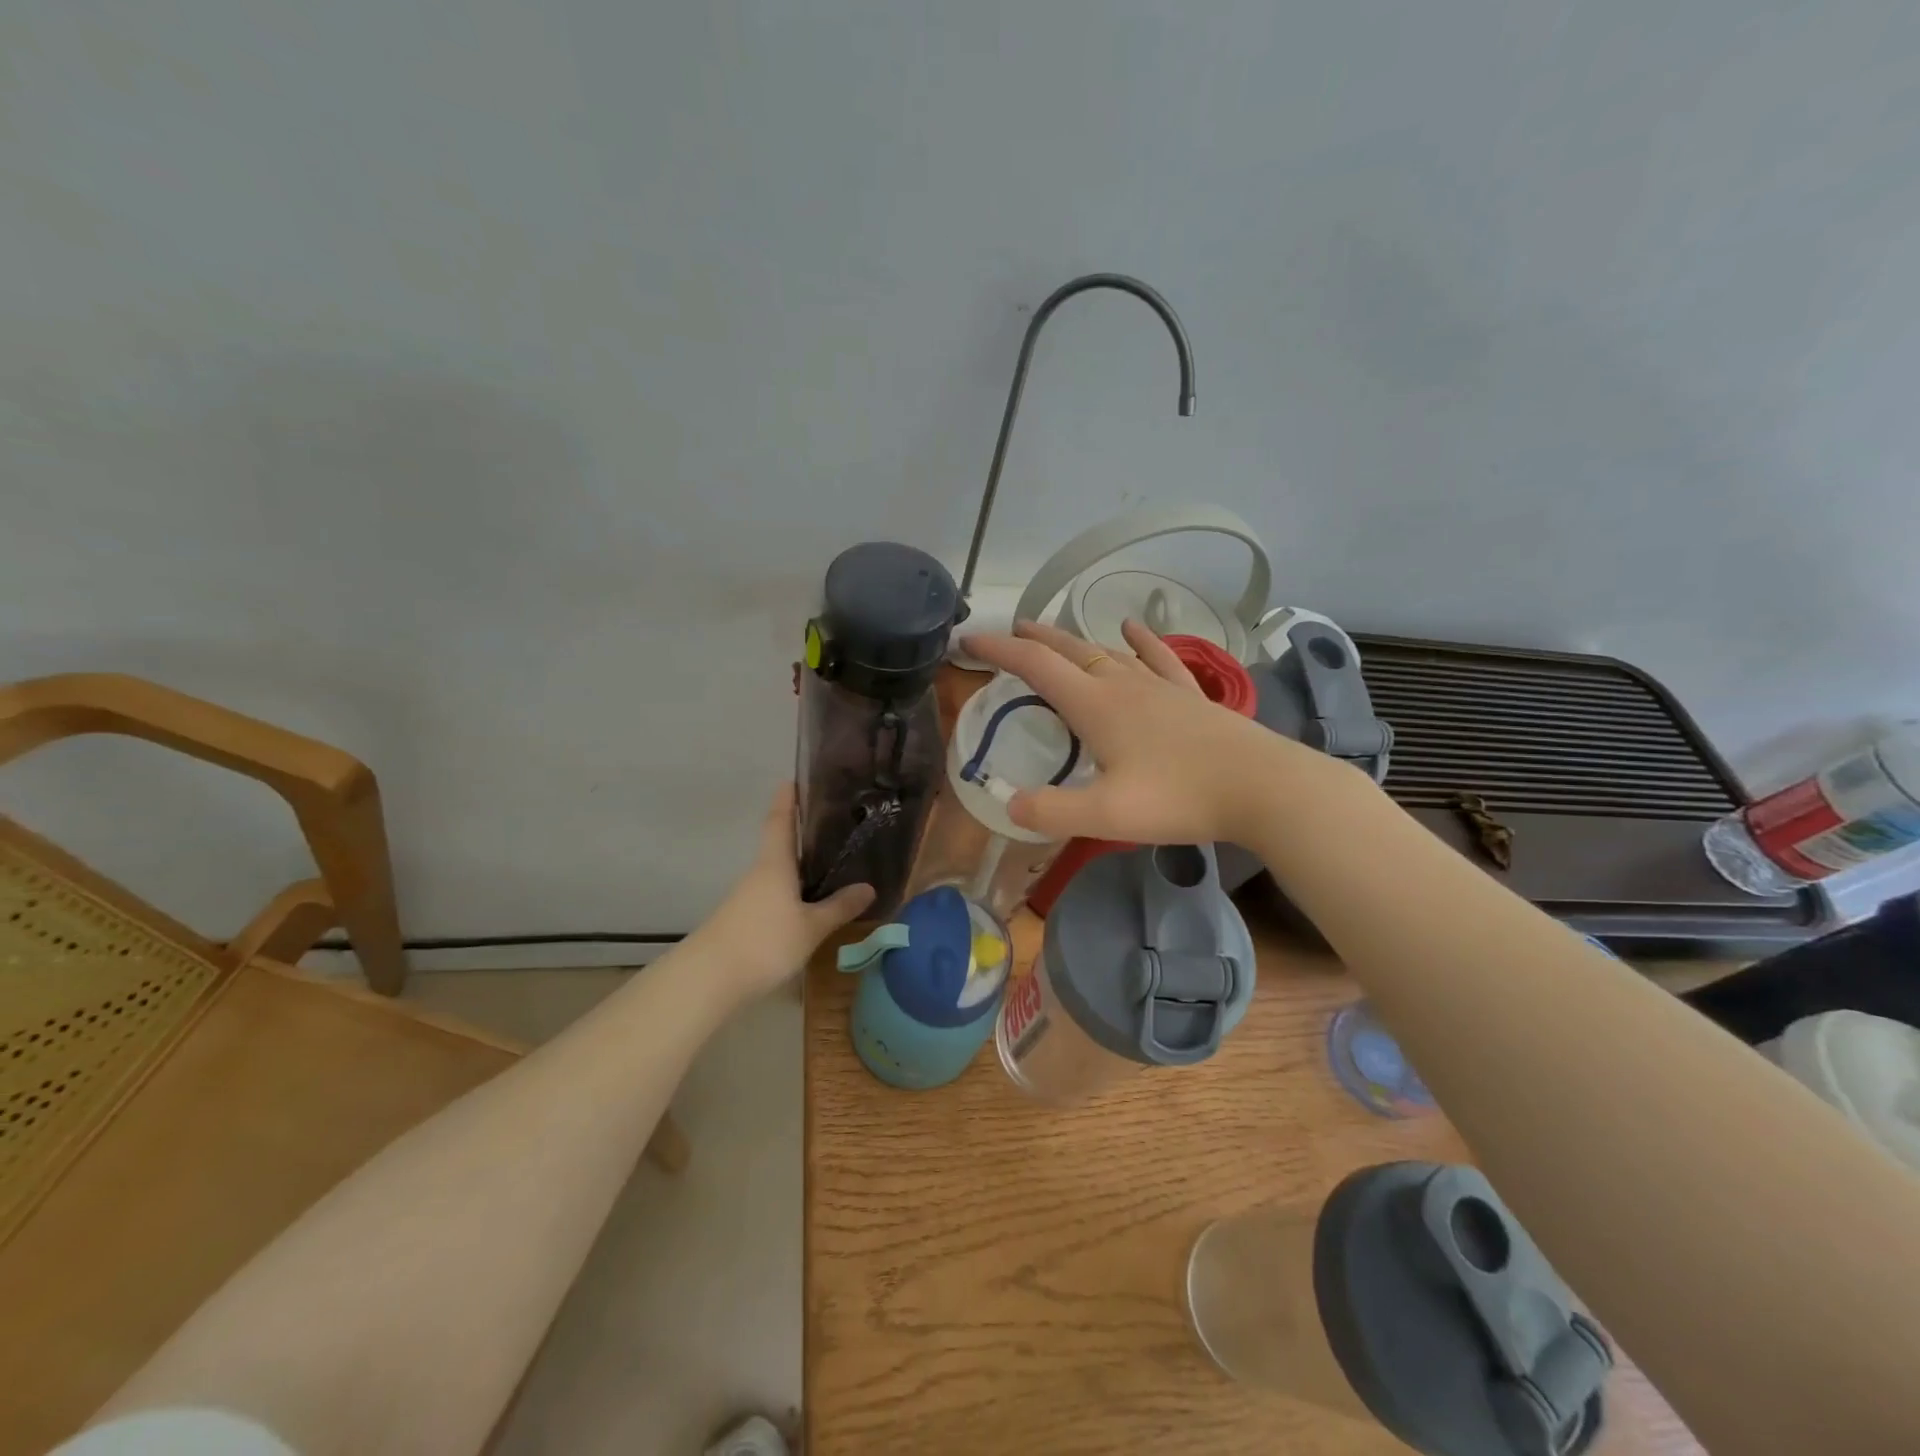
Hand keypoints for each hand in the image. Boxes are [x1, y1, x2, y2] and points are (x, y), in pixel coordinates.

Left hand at [694, 783, 873, 997]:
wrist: (708, 979)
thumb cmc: (764, 941)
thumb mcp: (811, 927)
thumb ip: (838, 907)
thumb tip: (868, 887)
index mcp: (774, 864)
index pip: (780, 821)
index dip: (787, 799)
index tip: (794, 779)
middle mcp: (759, 873)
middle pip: (778, 845)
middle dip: (799, 832)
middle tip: (830, 823)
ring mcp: (747, 897)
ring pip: (776, 872)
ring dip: (797, 865)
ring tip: (827, 862)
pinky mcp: (743, 919)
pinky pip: (772, 894)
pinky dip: (790, 890)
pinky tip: (807, 902)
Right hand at [959, 619, 1337, 846]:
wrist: (1261, 786)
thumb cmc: (1179, 797)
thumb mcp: (1106, 816)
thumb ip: (1052, 811)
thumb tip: (1010, 805)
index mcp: (1095, 705)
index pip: (1036, 667)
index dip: (999, 650)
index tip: (969, 641)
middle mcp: (1122, 685)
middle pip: (1069, 651)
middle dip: (1034, 639)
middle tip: (1010, 631)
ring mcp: (1159, 686)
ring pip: (1108, 652)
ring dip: (1076, 640)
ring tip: (1054, 633)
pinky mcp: (1189, 695)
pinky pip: (1158, 658)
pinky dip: (1142, 640)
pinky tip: (1134, 628)